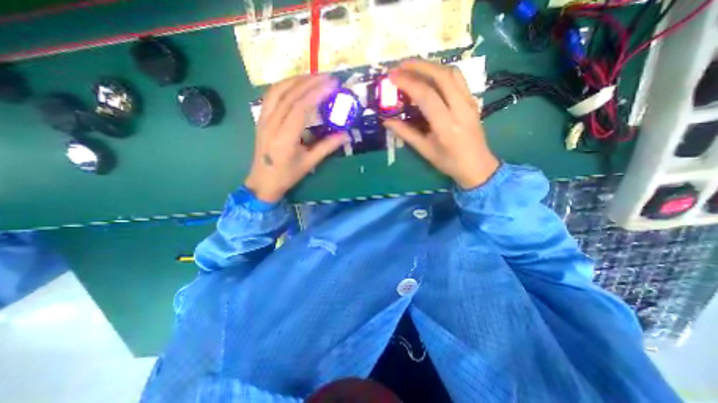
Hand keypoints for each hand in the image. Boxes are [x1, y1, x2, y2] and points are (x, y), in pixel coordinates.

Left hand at [244, 73, 350, 202]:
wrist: (263, 181)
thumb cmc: (287, 175)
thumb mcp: (309, 163)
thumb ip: (327, 147)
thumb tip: (346, 135)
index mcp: (284, 139)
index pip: (300, 109)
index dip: (316, 94)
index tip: (332, 85)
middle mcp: (271, 125)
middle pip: (289, 95)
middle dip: (309, 82)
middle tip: (327, 76)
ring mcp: (263, 120)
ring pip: (277, 91)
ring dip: (296, 80)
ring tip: (313, 76)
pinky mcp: (261, 118)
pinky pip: (271, 96)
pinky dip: (284, 86)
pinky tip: (295, 84)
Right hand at [381, 59, 500, 188]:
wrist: (477, 165)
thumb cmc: (449, 162)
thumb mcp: (424, 150)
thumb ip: (405, 133)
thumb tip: (386, 120)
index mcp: (446, 126)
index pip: (427, 96)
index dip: (408, 83)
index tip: (391, 76)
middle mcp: (461, 109)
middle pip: (442, 76)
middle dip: (419, 66)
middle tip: (400, 66)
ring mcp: (470, 102)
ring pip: (452, 73)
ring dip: (431, 65)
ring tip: (412, 67)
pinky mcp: (472, 100)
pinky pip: (458, 79)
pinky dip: (441, 72)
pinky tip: (429, 75)